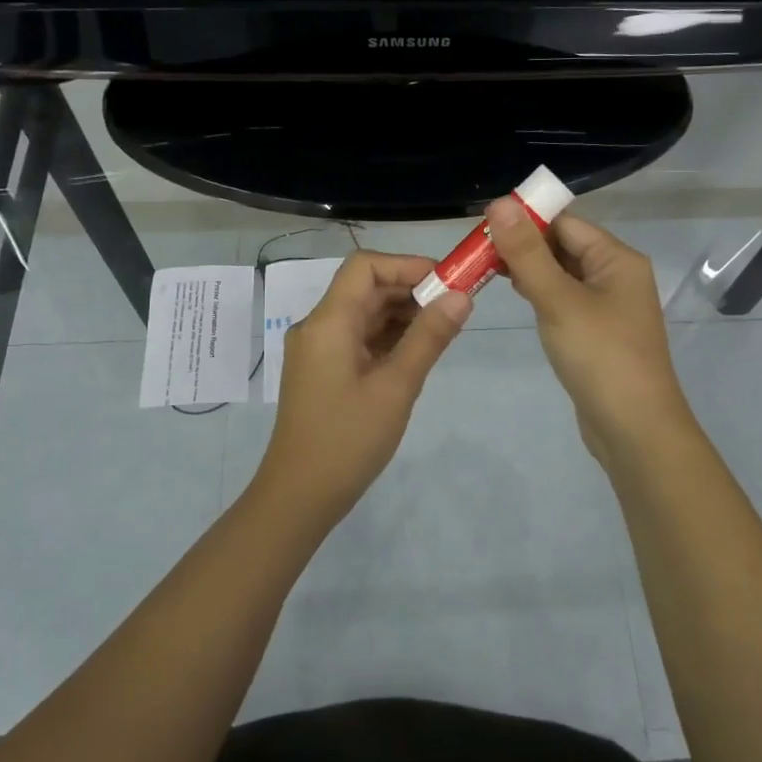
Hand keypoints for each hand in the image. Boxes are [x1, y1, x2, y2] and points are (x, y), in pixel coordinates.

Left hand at [255, 251, 470, 524]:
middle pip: (365, 288)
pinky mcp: (324, 371)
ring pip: (364, 313)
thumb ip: (429, 337)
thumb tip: (462, 295)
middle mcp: (319, 326)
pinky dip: (389, 336)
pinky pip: (359, 338)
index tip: (447, 281)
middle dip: (411, 289)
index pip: (365, 267)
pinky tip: (419, 349)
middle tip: (456, 305)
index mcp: (328, 322)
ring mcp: (319, 350)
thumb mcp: (396, 387)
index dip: (407, 265)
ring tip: (444, 327)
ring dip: (402, 313)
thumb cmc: (348, 440)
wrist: (299, 497)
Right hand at [485, 199, 695, 463]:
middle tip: (478, 251)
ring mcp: (609, 305)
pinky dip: (541, 293)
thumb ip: (527, 253)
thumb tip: (500, 203)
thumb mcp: (558, 299)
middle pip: (564, 245)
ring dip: (530, 269)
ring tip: (488, 271)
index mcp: (617, 259)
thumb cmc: (600, 356)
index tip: (484, 226)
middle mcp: (617, 275)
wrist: (634, 429)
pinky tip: (518, 297)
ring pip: (562, 273)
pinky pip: (565, 299)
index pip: (565, 222)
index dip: (526, 219)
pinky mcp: (598, 332)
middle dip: (524, 245)